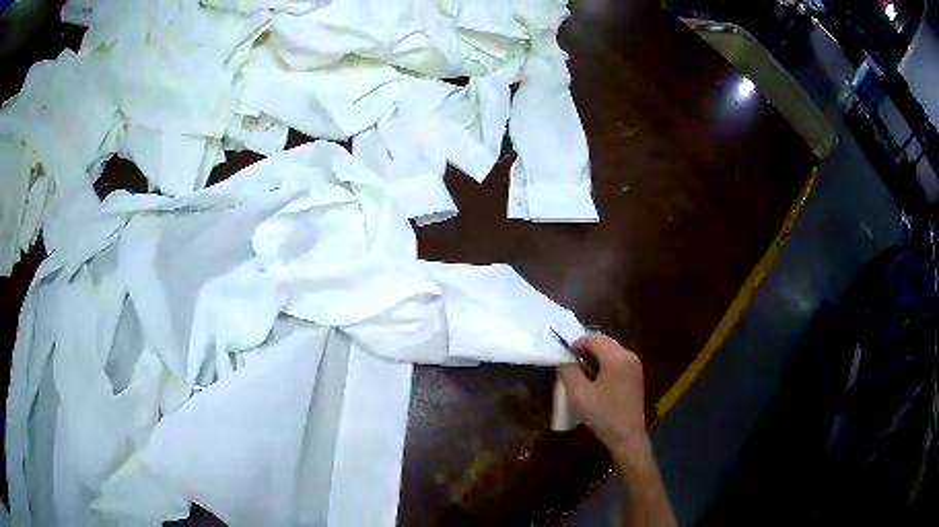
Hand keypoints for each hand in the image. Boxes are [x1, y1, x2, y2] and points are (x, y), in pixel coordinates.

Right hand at [557, 333, 645, 452]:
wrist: (627, 436)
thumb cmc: (602, 415)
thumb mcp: (579, 395)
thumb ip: (568, 372)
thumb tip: (564, 360)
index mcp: (616, 358)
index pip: (593, 339)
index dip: (577, 344)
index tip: (565, 357)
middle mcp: (629, 355)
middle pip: (604, 342)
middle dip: (586, 349)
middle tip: (572, 364)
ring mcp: (635, 364)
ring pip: (611, 349)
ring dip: (596, 356)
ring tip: (583, 373)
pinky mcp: (636, 374)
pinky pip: (618, 359)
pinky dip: (605, 363)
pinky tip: (597, 379)